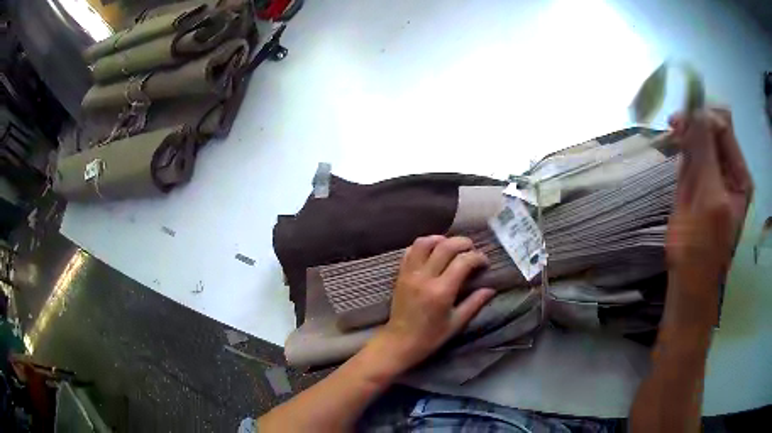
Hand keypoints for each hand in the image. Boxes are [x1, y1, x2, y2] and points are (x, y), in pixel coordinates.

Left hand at [370, 235, 494, 371]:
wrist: (399, 342)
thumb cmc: (430, 337)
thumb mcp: (457, 323)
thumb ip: (474, 303)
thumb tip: (491, 289)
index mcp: (441, 291)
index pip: (463, 262)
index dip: (477, 257)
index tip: (484, 263)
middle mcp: (424, 278)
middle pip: (445, 246)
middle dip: (463, 243)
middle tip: (472, 249)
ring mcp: (410, 274)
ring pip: (424, 243)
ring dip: (441, 239)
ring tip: (452, 246)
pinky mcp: (400, 274)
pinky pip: (410, 251)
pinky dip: (423, 246)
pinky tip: (433, 252)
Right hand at [666, 108, 752, 310]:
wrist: (688, 281)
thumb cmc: (701, 248)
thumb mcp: (709, 199)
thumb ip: (705, 153)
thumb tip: (696, 110)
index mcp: (740, 174)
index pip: (724, 126)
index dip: (703, 117)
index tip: (680, 123)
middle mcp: (730, 170)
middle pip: (713, 127)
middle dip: (694, 124)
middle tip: (673, 129)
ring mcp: (716, 175)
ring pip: (702, 137)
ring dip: (688, 134)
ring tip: (674, 141)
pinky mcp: (701, 182)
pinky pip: (694, 151)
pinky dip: (684, 147)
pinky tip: (676, 150)